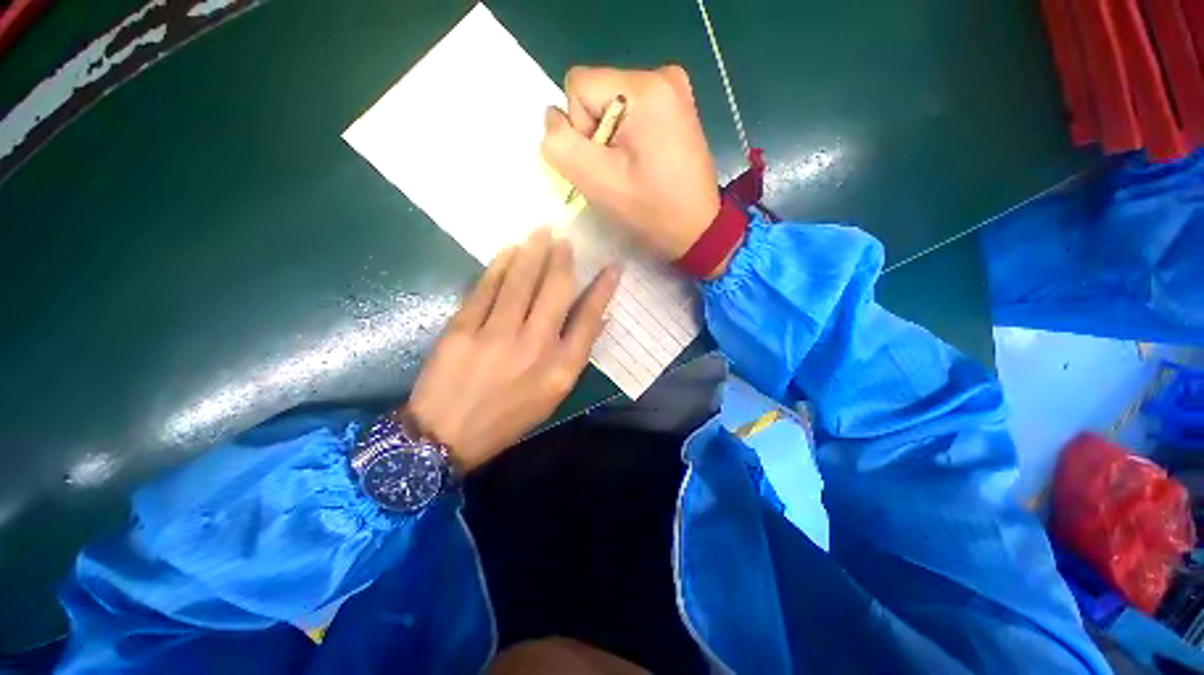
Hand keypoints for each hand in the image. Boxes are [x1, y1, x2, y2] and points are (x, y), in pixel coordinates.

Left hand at [404, 228, 619, 472]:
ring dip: (533, 252)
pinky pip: (486, 288)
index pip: (589, 319)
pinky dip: (499, 266)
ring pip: (521, 282)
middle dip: (563, 259)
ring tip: (541, 231)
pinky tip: (509, 250)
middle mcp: (536, 347)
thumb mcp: (553, 395)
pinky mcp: (464, 329)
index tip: (612, 266)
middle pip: (556, 291)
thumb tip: (596, 319)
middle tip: (564, 238)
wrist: (447, 436)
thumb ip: (575, 355)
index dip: (603, 290)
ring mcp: (498, 336)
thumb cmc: (508, 418)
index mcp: (561, 369)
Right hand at [541, 66, 723, 266]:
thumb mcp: (598, 183)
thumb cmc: (651, 211)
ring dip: (610, 138)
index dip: (580, 130)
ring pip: (610, 104)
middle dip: (596, 134)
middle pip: (595, 93)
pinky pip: (630, 111)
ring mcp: (673, 87)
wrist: (698, 228)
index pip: (578, 87)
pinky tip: (643, 160)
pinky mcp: (676, 104)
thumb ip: (562, 145)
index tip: (606, 163)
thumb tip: (552, 117)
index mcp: (645, 88)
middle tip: (620, 170)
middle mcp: (662, 74)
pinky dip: (627, 136)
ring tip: (633, 168)